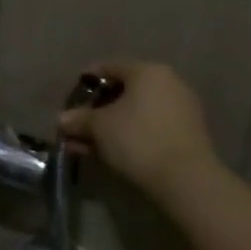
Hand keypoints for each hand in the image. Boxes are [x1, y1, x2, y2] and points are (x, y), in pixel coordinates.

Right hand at [56, 61, 219, 203]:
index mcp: (147, 72)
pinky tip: (108, 153)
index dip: (84, 82)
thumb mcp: (97, 126)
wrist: (186, 181)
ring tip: (87, 145)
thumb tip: (63, 120)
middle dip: (96, 110)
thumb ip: (78, 119)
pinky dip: (128, 136)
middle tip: (77, 125)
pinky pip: (149, 128)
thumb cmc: (136, 139)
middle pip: (123, 92)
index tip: (70, 100)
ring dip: (109, 127)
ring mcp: (181, 111)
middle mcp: (168, 84)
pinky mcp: (187, 135)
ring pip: (134, 113)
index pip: (108, 68)